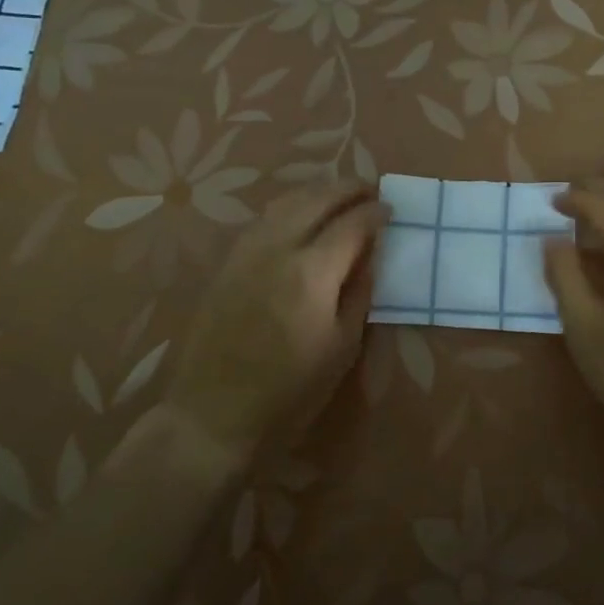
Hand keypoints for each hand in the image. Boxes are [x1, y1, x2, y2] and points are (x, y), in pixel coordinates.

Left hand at [108, 182, 389, 481]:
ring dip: (317, 192)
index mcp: (311, 272)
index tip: (391, 209)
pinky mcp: (227, 263)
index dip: (375, 212)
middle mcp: (277, 248)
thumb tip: (370, 256)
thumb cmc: (289, 392)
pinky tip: (300, 218)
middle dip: (347, 189)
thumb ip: (359, 294)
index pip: (351, 224)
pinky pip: (264, 219)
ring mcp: (246, 252)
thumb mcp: (342, 348)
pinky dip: (290, 207)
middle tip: (369, 190)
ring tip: (338, 197)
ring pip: (285, 202)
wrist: (212, 415)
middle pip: (316, 199)